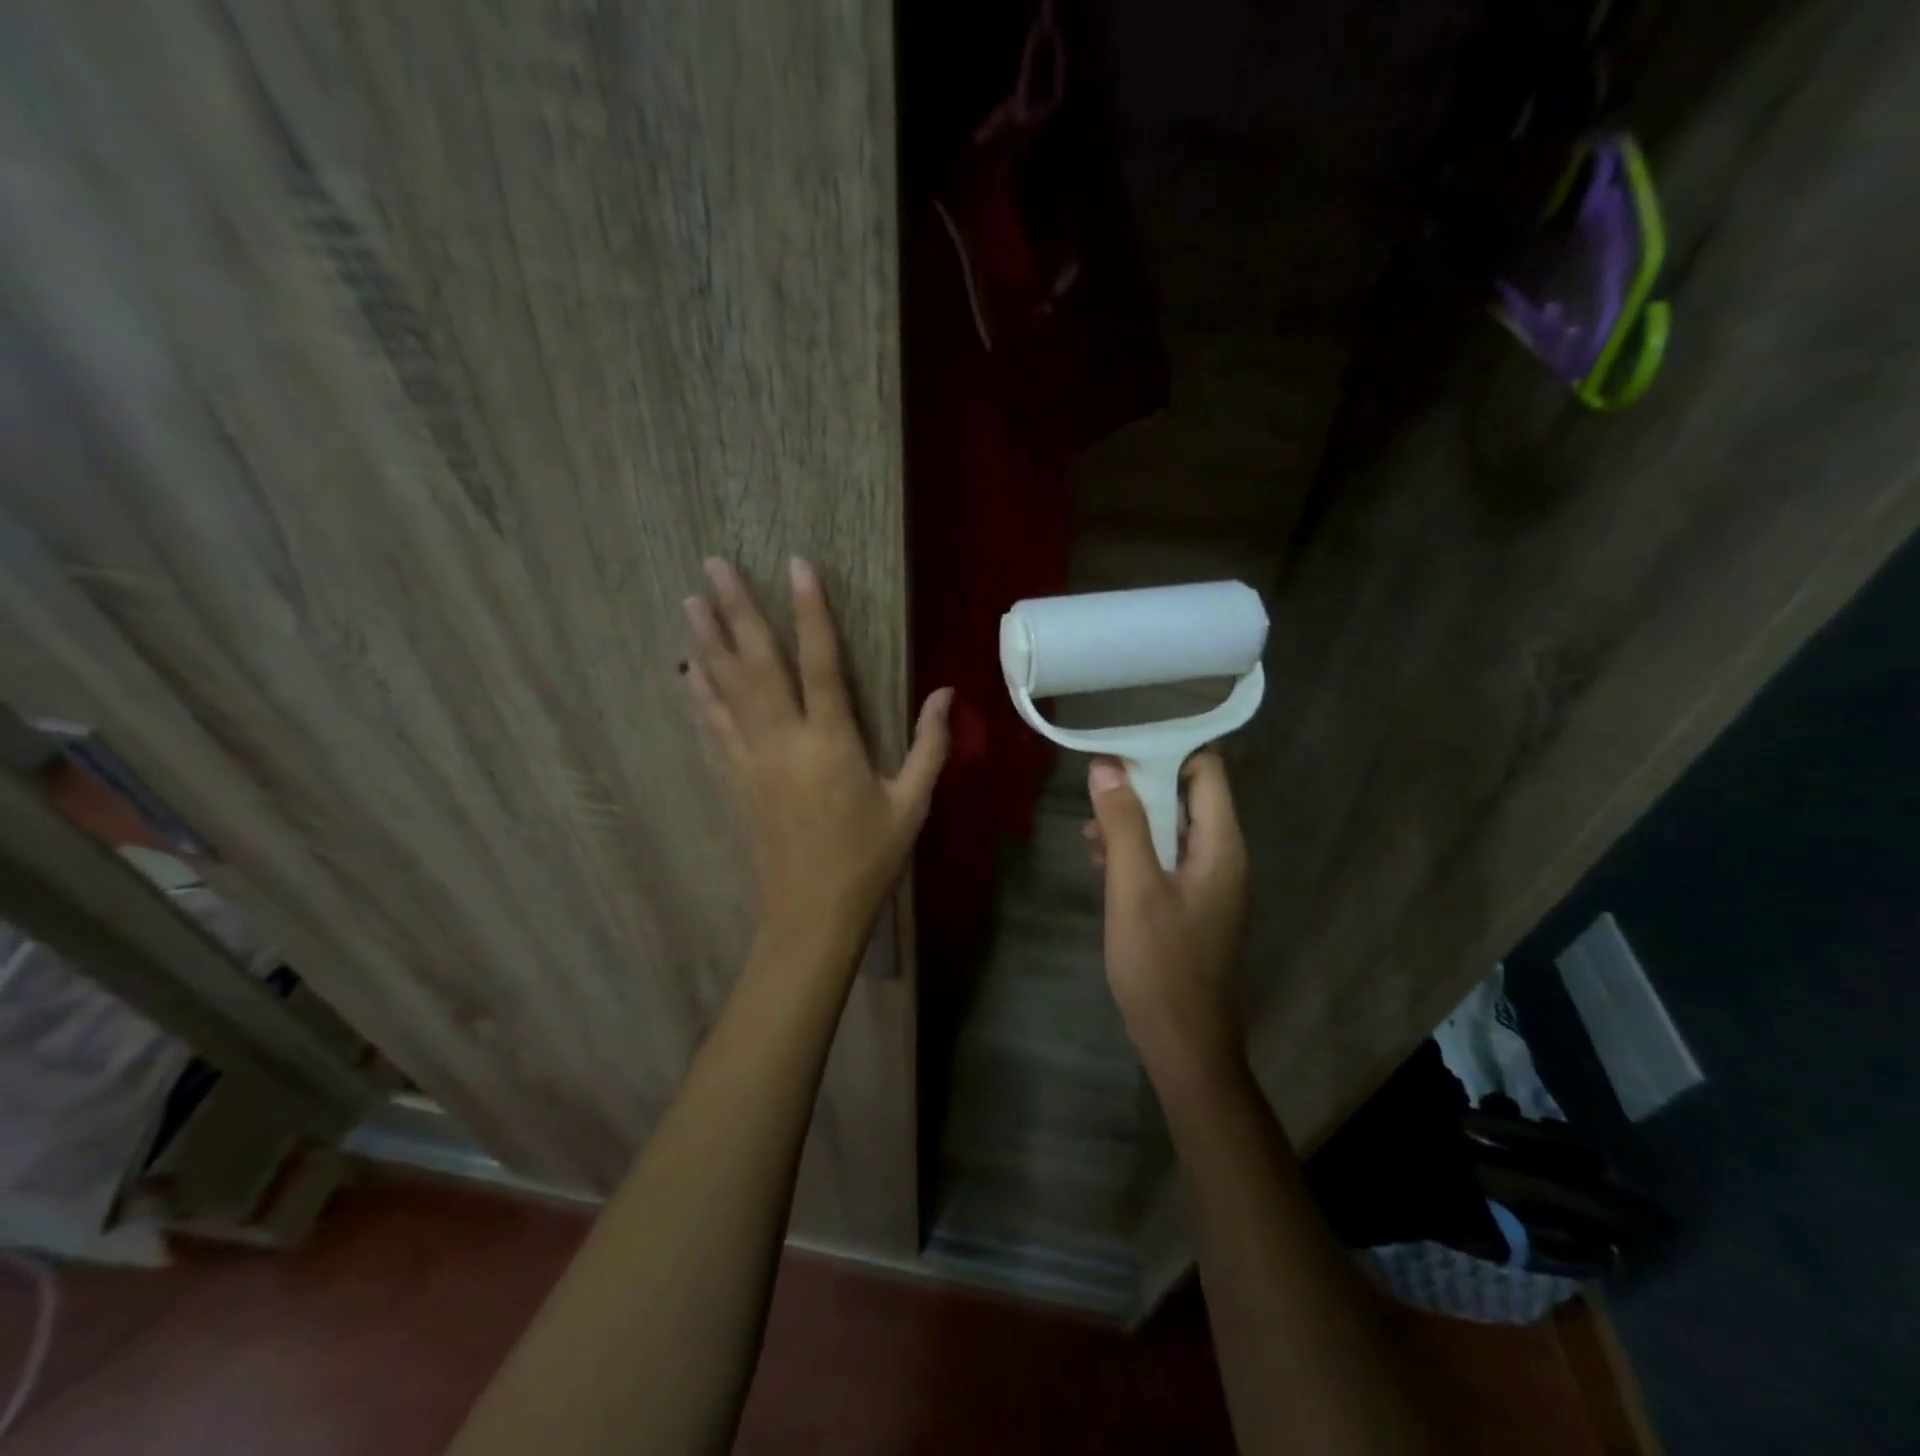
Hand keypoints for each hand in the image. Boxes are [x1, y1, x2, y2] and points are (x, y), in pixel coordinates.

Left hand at [684, 556, 951, 944]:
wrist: (812, 912)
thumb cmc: (869, 858)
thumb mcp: (912, 804)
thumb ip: (929, 745)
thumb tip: (946, 693)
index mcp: (832, 743)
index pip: (820, 663)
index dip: (811, 611)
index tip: (797, 565)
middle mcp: (784, 741)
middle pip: (757, 664)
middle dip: (737, 610)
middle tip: (714, 564)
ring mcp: (752, 760)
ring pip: (725, 689)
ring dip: (707, 643)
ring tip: (689, 601)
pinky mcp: (736, 779)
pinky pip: (714, 727)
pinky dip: (701, 695)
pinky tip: (688, 672)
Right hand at [1084, 750, 1247, 1077]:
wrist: (1184, 1044)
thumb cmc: (1161, 963)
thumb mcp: (1133, 887)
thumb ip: (1123, 823)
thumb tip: (1107, 765)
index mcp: (1220, 845)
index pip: (1207, 770)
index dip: (1167, 750)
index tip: (1120, 745)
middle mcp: (1222, 856)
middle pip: (1187, 796)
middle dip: (1140, 788)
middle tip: (1094, 790)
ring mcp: (1208, 883)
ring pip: (1171, 829)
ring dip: (1132, 823)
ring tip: (1089, 835)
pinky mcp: (1192, 906)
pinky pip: (1165, 860)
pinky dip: (1136, 853)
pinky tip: (1101, 864)